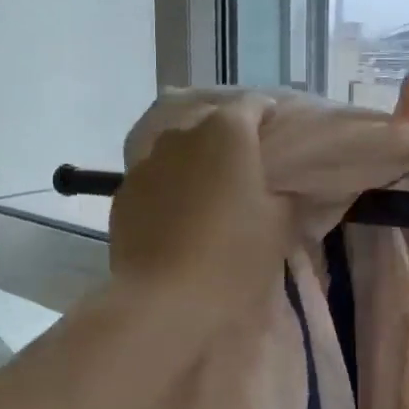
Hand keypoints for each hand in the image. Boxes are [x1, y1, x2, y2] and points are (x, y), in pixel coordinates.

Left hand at [109, 100, 294, 323]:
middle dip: (228, 141)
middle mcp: (182, 136)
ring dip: (195, 166)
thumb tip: (280, 189)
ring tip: (208, 198)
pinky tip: (178, 221)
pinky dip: (169, 191)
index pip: (253, 105)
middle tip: (245, 172)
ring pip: (177, 154)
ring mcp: (146, 164)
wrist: (164, 303)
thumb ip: (285, 197)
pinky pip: (154, 182)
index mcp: (227, 133)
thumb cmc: (233, 258)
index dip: (268, 116)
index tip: (277, 135)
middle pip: (210, 125)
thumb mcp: (279, 227)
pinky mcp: (123, 196)